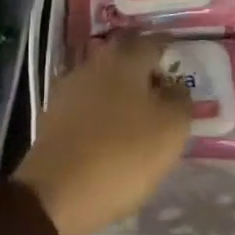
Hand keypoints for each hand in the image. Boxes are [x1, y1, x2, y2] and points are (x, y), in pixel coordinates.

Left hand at [14, 34, 191, 234]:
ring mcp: (70, 86)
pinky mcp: (54, 113)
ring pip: (103, 76)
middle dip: (141, 63)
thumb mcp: (170, 131)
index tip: (179, 57)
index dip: (167, 47)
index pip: (152, 41)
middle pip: (123, 54)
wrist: (57, 192)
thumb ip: (180, 101)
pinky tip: (110, 127)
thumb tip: (176, 85)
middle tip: (160, 81)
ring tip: (137, 108)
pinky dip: (101, 107)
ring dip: (120, 86)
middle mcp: (95, 62)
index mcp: (125, 58)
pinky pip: (86, 100)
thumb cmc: (122, 155)